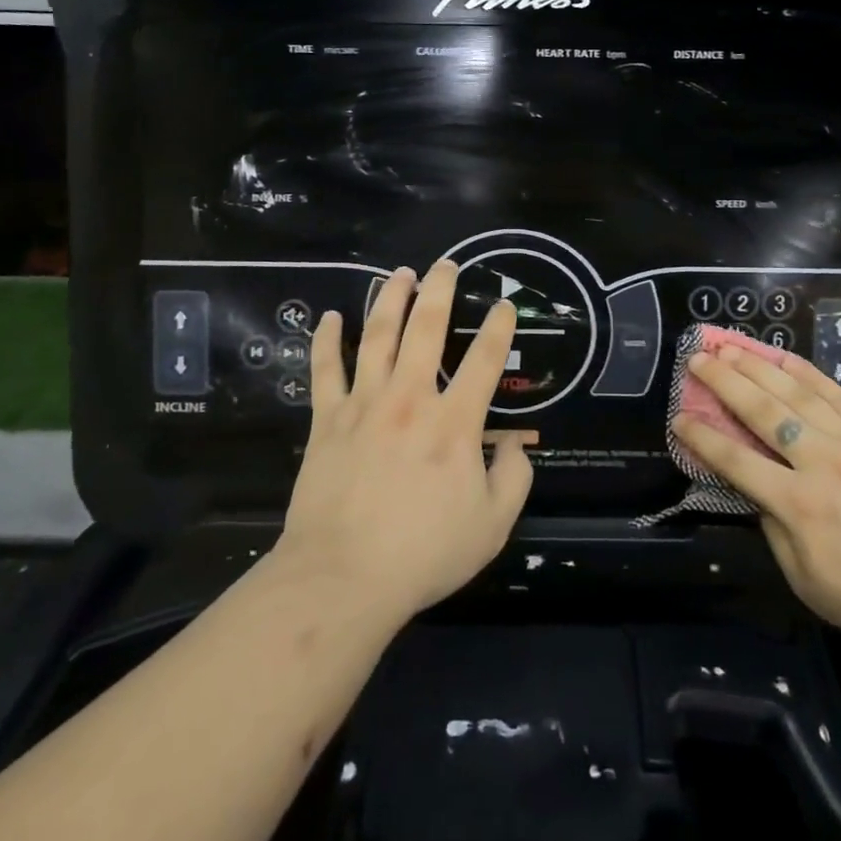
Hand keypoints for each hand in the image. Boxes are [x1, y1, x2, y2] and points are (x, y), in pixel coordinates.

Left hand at [276, 260, 532, 623]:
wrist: (342, 576)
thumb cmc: (423, 553)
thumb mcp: (492, 526)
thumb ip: (513, 478)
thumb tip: (515, 444)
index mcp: (454, 422)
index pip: (486, 361)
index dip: (500, 328)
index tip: (505, 305)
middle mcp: (410, 399)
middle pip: (427, 329)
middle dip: (440, 290)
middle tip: (446, 264)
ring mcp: (365, 404)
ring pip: (377, 336)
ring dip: (390, 299)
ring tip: (399, 273)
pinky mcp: (328, 419)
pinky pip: (325, 370)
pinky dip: (326, 340)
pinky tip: (328, 317)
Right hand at [675, 346, 840, 668]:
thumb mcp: (810, 584)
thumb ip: (776, 532)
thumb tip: (758, 494)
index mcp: (798, 505)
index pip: (735, 460)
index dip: (702, 436)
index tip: (678, 416)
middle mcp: (820, 462)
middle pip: (762, 411)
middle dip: (724, 381)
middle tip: (697, 357)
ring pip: (796, 393)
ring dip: (759, 366)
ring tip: (731, 345)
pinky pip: (838, 396)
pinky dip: (808, 374)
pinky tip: (786, 358)